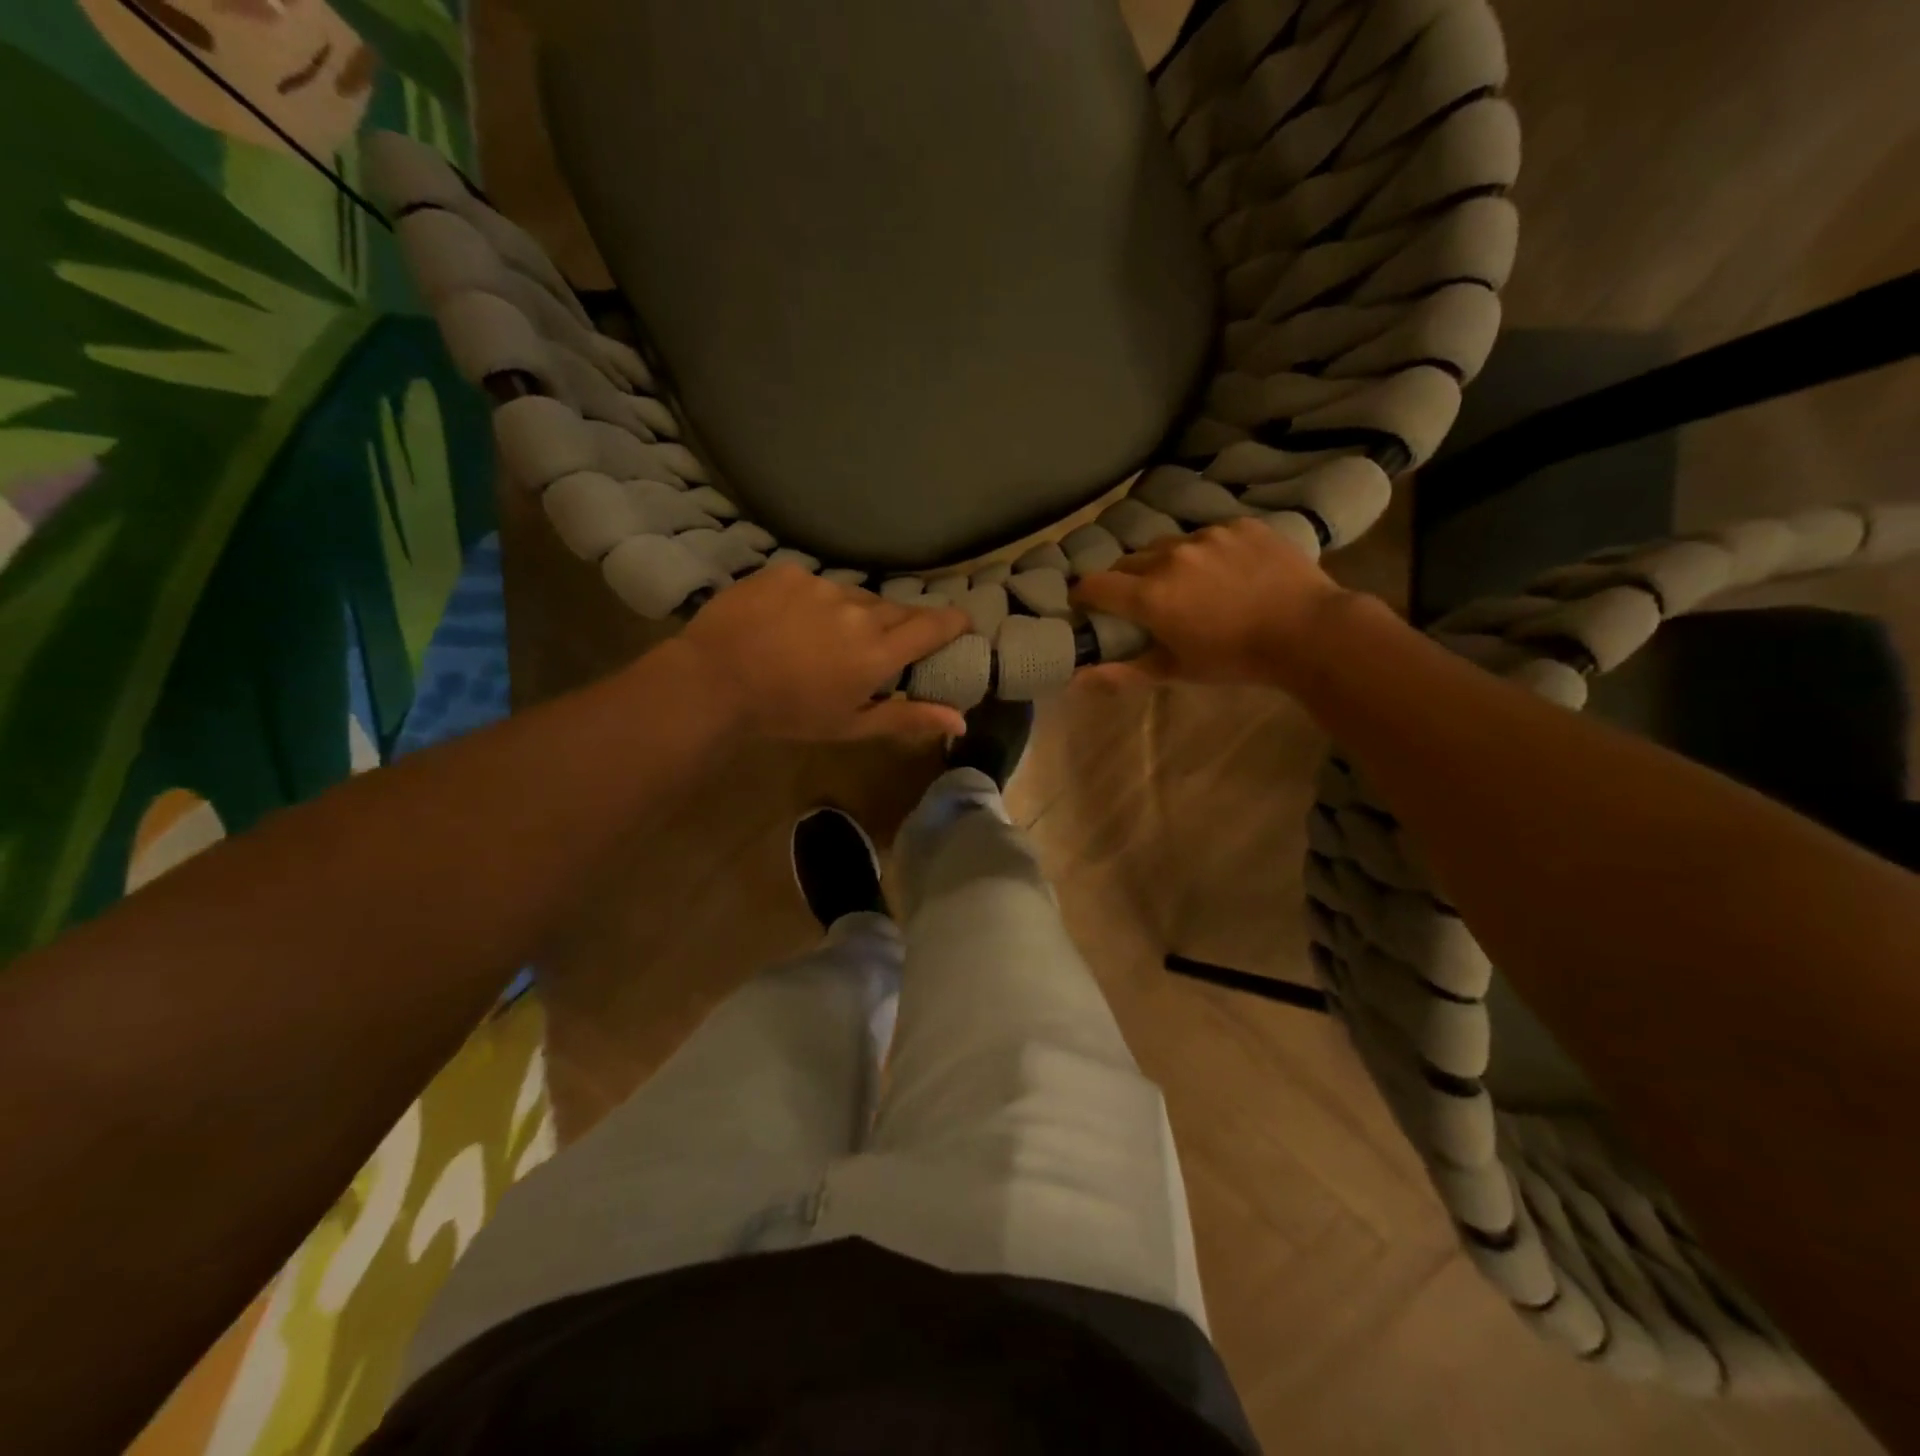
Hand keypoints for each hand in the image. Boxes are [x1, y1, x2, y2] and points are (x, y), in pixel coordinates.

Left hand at [674, 566, 970, 740]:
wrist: (715, 680)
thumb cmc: (788, 713)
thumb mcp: (851, 725)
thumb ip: (908, 718)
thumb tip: (961, 722)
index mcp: (877, 652)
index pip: (933, 626)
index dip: (954, 622)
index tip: (963, 623)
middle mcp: (859, 611)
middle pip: (896, 610)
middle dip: (897, 625)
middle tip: (879, 645)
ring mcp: (823, 586)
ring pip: (855, 596)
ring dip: (853, 614)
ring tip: (826, 637)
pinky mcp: (790, 572)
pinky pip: (816, 584)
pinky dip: (814, 601)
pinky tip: (791, 621)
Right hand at [1072, 518, 1352, 691]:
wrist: (1308, 631)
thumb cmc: (1235, 658)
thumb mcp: (1177, 670)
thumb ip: (1124, 672)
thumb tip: (1077, 680)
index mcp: (1149, 595)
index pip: (1095, 585)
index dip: (1084, 595)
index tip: (1086, 605)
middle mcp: (1170, 556)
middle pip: (1129, 561)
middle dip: (1126, 580)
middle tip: (1142, 601)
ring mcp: (1207, 535)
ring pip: (1169, 544)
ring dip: (1167, 562)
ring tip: (1189, 583)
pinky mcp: (1240, 525)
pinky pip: (1209, 533)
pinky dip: (1207, 551)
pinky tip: (1228, 570)